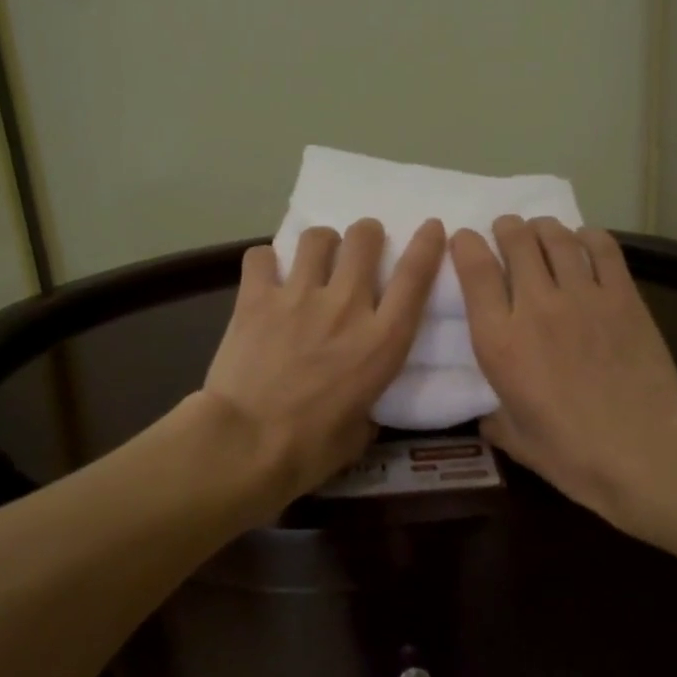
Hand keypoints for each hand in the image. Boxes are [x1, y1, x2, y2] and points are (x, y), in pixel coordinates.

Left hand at [202, 217, 445, 501]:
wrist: (245, 445)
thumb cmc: (310, 449)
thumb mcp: (361, 431)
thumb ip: (368, 403)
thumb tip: (362, 404)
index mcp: (382, 340)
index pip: (415, 276)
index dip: (427, 244)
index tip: (431, 227)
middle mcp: (347, 306)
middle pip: (364, 239)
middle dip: (366, 235)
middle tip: (360, 247)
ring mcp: (299, 297)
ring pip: (317, 238)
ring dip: (321, 244)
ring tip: (313, 260)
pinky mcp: (256, 298)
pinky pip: (262, 257)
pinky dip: (266, 262)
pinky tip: (266, 277)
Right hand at [454, 217, 676, 526]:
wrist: (644, 450)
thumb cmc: (571, 453)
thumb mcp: (515, 440)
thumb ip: (494, 418)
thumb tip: (487, 415)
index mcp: (499, 340)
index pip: (474, 269)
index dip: (465, 245)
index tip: (465, 241)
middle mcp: (535, 306)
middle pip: (516, 241)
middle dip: (506, 229)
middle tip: (507, 232)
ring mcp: (582, 296)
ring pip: (556, 237)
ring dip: (543, 228)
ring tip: (541, 232)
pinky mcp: (623, 296)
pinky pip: (602, 248)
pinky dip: (588, 237)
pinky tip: (584, 242)